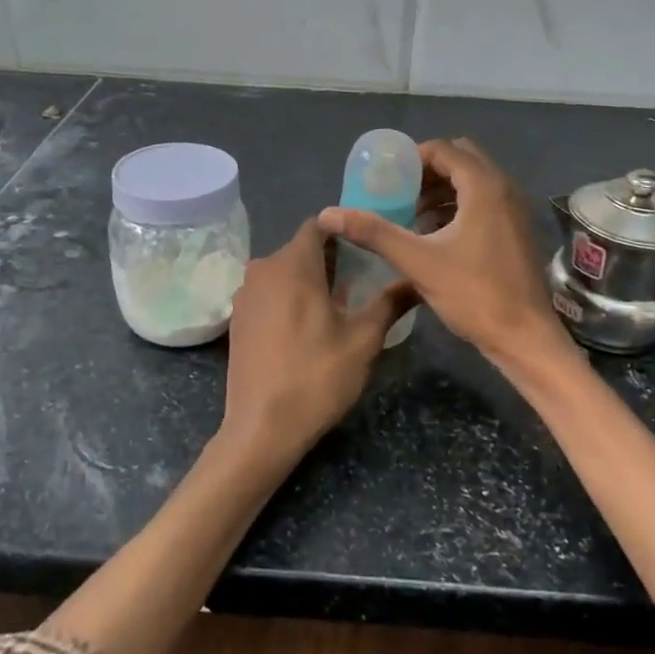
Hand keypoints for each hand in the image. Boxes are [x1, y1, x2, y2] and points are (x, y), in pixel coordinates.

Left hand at [219, 218, 407, 476]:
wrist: (261, 428)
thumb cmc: (316, 377)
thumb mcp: (363, 340)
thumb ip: (389, 303)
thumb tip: (416, 280)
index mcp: (292, 264)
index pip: (319, 226)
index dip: (345, 231)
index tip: (369, 246)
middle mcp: (262, 269)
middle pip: (300, 249)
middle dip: (331, 259)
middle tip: (363, 279)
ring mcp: (245, 295)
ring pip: (283, 273)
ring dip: (309, 280)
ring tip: (340, 304)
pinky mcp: (237, 320)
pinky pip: (269, 294)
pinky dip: (289, 299)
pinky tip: (308, 327)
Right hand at [319, 138, 571, 375]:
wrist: (524, 336)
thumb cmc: (474, 294)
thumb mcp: (418, 262)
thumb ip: (375, 233)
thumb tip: (329, 214)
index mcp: (484, 187)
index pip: (444, 150)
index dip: (412, 159)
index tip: (386, 178)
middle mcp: (504, 189)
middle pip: (461, 160)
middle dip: (427, 172)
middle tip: (399, 193)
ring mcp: (514, 210)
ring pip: (474, 182)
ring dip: (442, 190)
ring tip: (411, 215)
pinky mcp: (516, 230)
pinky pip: (484, 202)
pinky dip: (458, 207)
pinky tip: (435, 235)